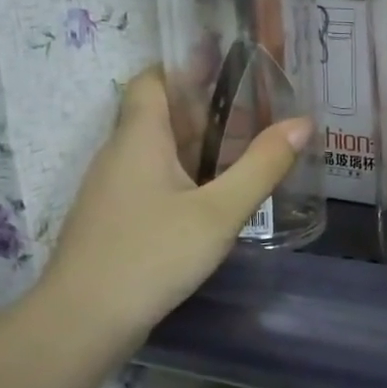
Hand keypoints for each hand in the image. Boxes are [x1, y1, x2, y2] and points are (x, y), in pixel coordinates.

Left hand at [40, 68, 309, 341]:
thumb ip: (261, 166)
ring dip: (196, 146)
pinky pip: (151, 182)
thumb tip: (302, 123)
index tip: (227, 66)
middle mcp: (119, 155)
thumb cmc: (152, 255)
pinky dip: (183, 177)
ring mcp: (112, 191)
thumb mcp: (218, 212)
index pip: (151, 80)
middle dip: (204, 110)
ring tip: (244, 151)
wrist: (83, 322)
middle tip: (255, 112)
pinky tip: (213, 198)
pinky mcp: (114, 221)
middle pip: (158, 115)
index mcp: (138, 138)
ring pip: (156, 152)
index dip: (183, 66)